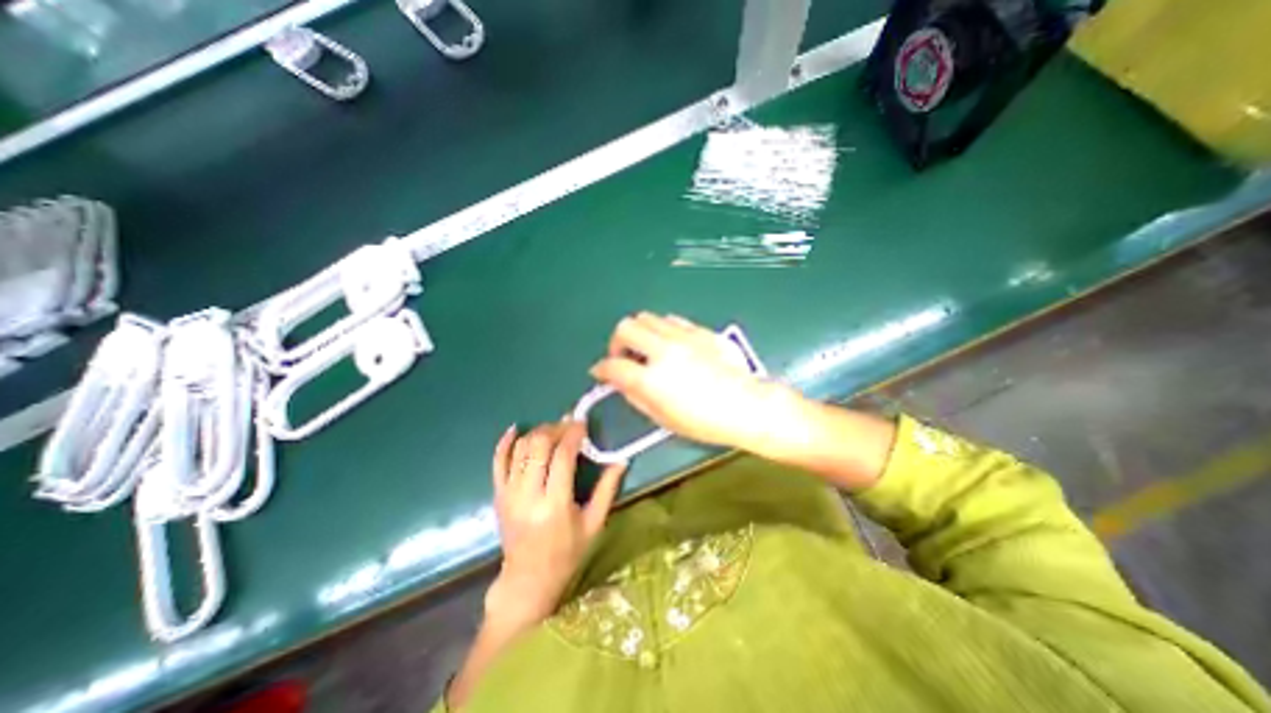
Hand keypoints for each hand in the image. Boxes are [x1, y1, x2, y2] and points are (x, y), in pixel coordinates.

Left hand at [488, 417, 624, 629]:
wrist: (527, 580)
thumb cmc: (567, 553)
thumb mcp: (594, 524)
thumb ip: (607, 489)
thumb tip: (622, 460)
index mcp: (555, 504)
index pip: (562, 456)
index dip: (573, 434)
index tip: (582, 423)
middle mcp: (528, 495)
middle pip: (538, 446)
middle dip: (555, 429)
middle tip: (569, 426)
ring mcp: (509, 494)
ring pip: (520, 449)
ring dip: (538, 432)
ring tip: (553, 430)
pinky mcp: (498, 495)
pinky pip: (498, 461)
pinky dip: (505, 442)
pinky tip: (516, 429)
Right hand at [591, 312, 779, 449]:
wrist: (745, 405)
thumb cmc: (704, 421)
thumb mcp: (663, 418)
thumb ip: (636, 396)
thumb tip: (620, 382)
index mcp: (651, 379)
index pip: (613, 365)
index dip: (601, 369)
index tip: (600, 372)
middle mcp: (663, 351)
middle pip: (625, 327)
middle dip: (617, 342)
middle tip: (625, 356)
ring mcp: (682, 337)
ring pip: (647, 317)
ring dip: (640, 332)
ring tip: (648, 349)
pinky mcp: (700, 331)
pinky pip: (671, 320)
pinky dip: (662, 330)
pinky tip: (671, 344)